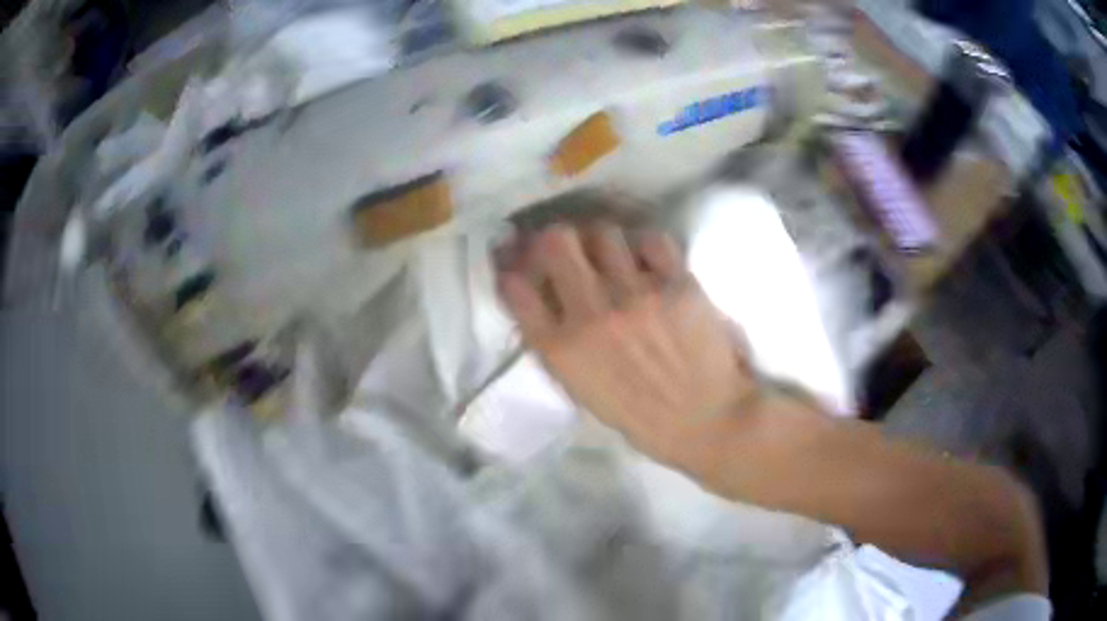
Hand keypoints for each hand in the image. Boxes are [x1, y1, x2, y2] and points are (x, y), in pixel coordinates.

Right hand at [496, 223, 758, 474]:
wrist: (706, 421)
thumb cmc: (642, 417)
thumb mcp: (582, 390)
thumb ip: (557, 344)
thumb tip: (545, 296)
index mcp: (561, 350)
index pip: (514, 287)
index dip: (515, 268)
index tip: (525, 265)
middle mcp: (591, 314)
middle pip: (555, 242)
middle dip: (556, 240)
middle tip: (569, 249)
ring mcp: (635, 295)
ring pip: (603, 232)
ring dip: (602, 242)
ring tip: (614, 256)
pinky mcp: (676, 284)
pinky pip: (652, 241)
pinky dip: (647, 248)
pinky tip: (650, 264)